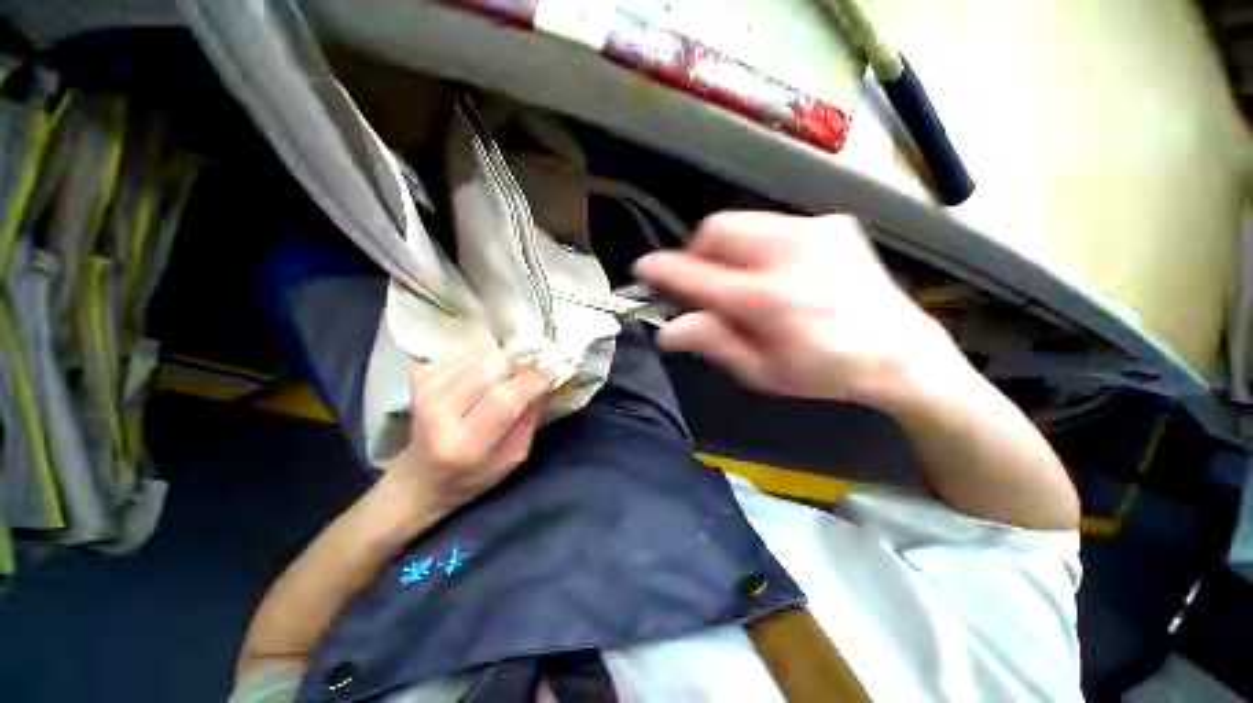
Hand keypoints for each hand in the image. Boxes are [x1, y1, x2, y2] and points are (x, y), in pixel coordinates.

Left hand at [388, 344, 554, 512]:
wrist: (422, 476)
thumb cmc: (475, 472)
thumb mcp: (514, 455)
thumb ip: (531, 415)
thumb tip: (546, 376)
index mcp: (466, 444)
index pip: (505, 399)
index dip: (533, 380)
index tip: (551, 371)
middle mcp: (439, 412)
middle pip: (493, 367)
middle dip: (519, 366)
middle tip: (527, 374)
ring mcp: (426, 389)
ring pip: (482, 352)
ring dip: (501, 360)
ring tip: (504, 376)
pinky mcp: (420, 374)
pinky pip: (465, 348)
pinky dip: (483, 355)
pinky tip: (483, 371)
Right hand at [634, 211, 967, 408]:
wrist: (902, 354)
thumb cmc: (824, 372)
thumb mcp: (761, 372)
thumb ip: (712, 343)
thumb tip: (668, 329)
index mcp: (768, 299)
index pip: (696, 274)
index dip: (662, 270)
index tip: (643, 270)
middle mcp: (789, 253)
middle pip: (716, 230)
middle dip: (697, 253)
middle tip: (701, 283)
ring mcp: (814, 231)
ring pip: (741, 222)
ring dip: (726, 249)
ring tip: (738, 280)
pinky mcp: (831, 225)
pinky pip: (772, 225)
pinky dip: (756, 246)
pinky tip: (773, 273)